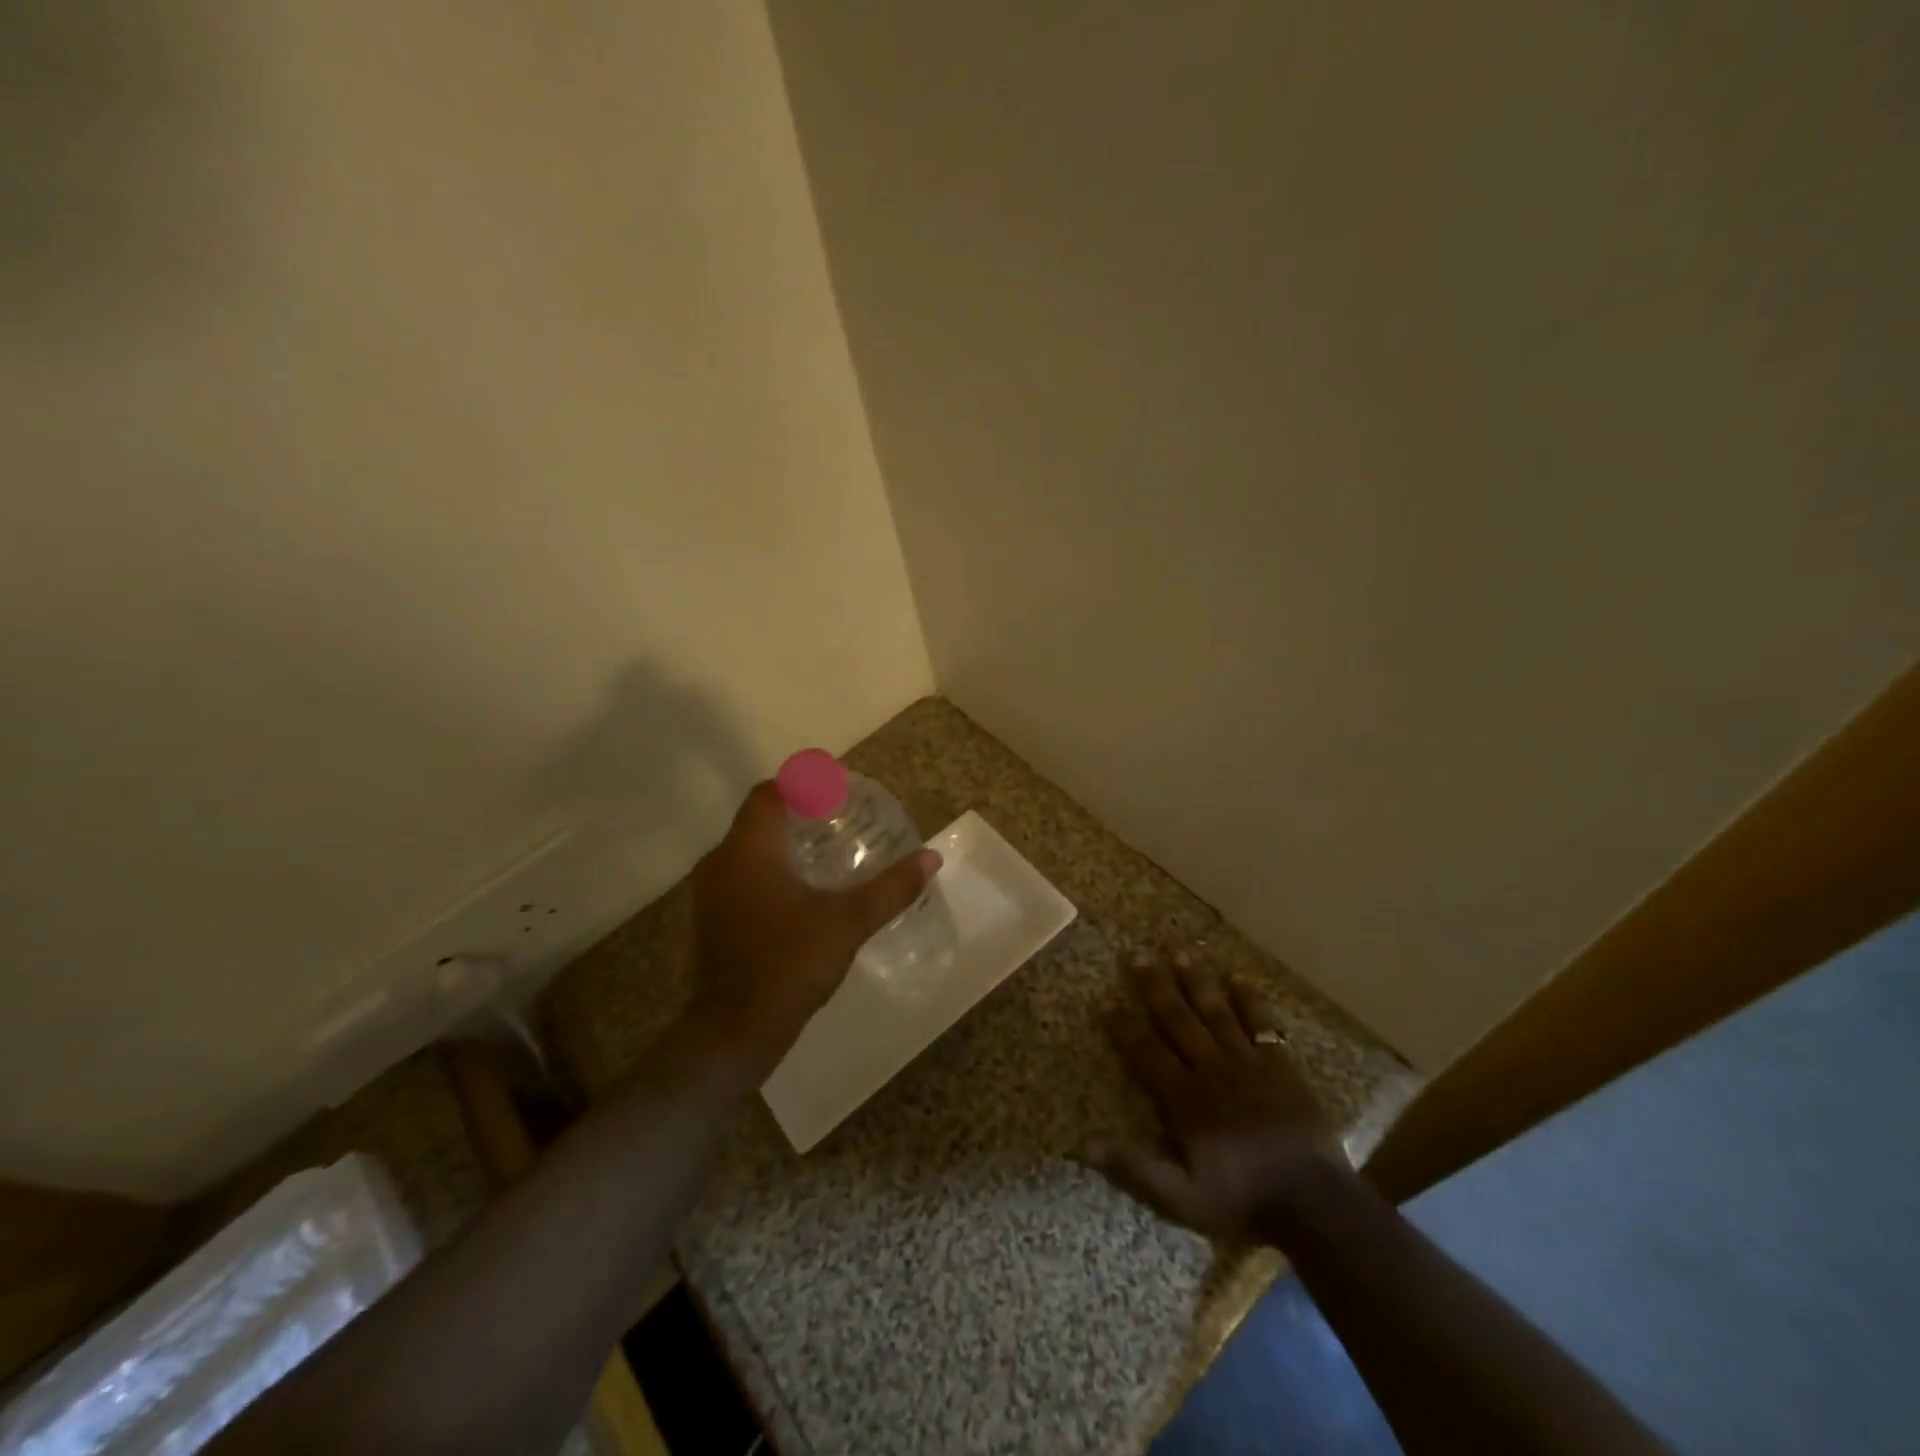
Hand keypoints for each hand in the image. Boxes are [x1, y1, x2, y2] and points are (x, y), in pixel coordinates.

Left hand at [684, 781, 940, 1064]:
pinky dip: (769, 870)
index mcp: (749, 850)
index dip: (801, 785)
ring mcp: (710, 893)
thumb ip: (890, 888)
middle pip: (758, 819)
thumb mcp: (848, 923)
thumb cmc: (789, 964)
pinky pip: (741, 876)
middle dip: (796, 813)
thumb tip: (931, 858)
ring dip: (782, 843)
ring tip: (826, 852)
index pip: (769, 793)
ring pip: (748, 849)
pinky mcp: (711, 919)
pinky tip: (800, 892)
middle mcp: (721, 861)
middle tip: (839, 819)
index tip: (835, 790)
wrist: (734, 1030)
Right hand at [1088, 952, 1348, 1242]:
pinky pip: (1262, 1025)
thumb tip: (1083, 1146)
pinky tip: (1239, 978)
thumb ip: (1134, 1168)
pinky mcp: (1281, 1067)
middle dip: (1156, 987)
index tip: (1106, 1004)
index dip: (1124, 1028)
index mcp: (1186, 1098)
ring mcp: (1249, 1064)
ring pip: (1216, 1013)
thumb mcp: (1182, 1198)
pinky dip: (1249, 1000)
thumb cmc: (1244, 1202)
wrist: (1316, 1205)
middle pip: (1178, 1020)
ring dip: (1197, 982)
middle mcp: (1213, 1069)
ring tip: (1181, 953)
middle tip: (1138, 955)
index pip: (1147, 1053)